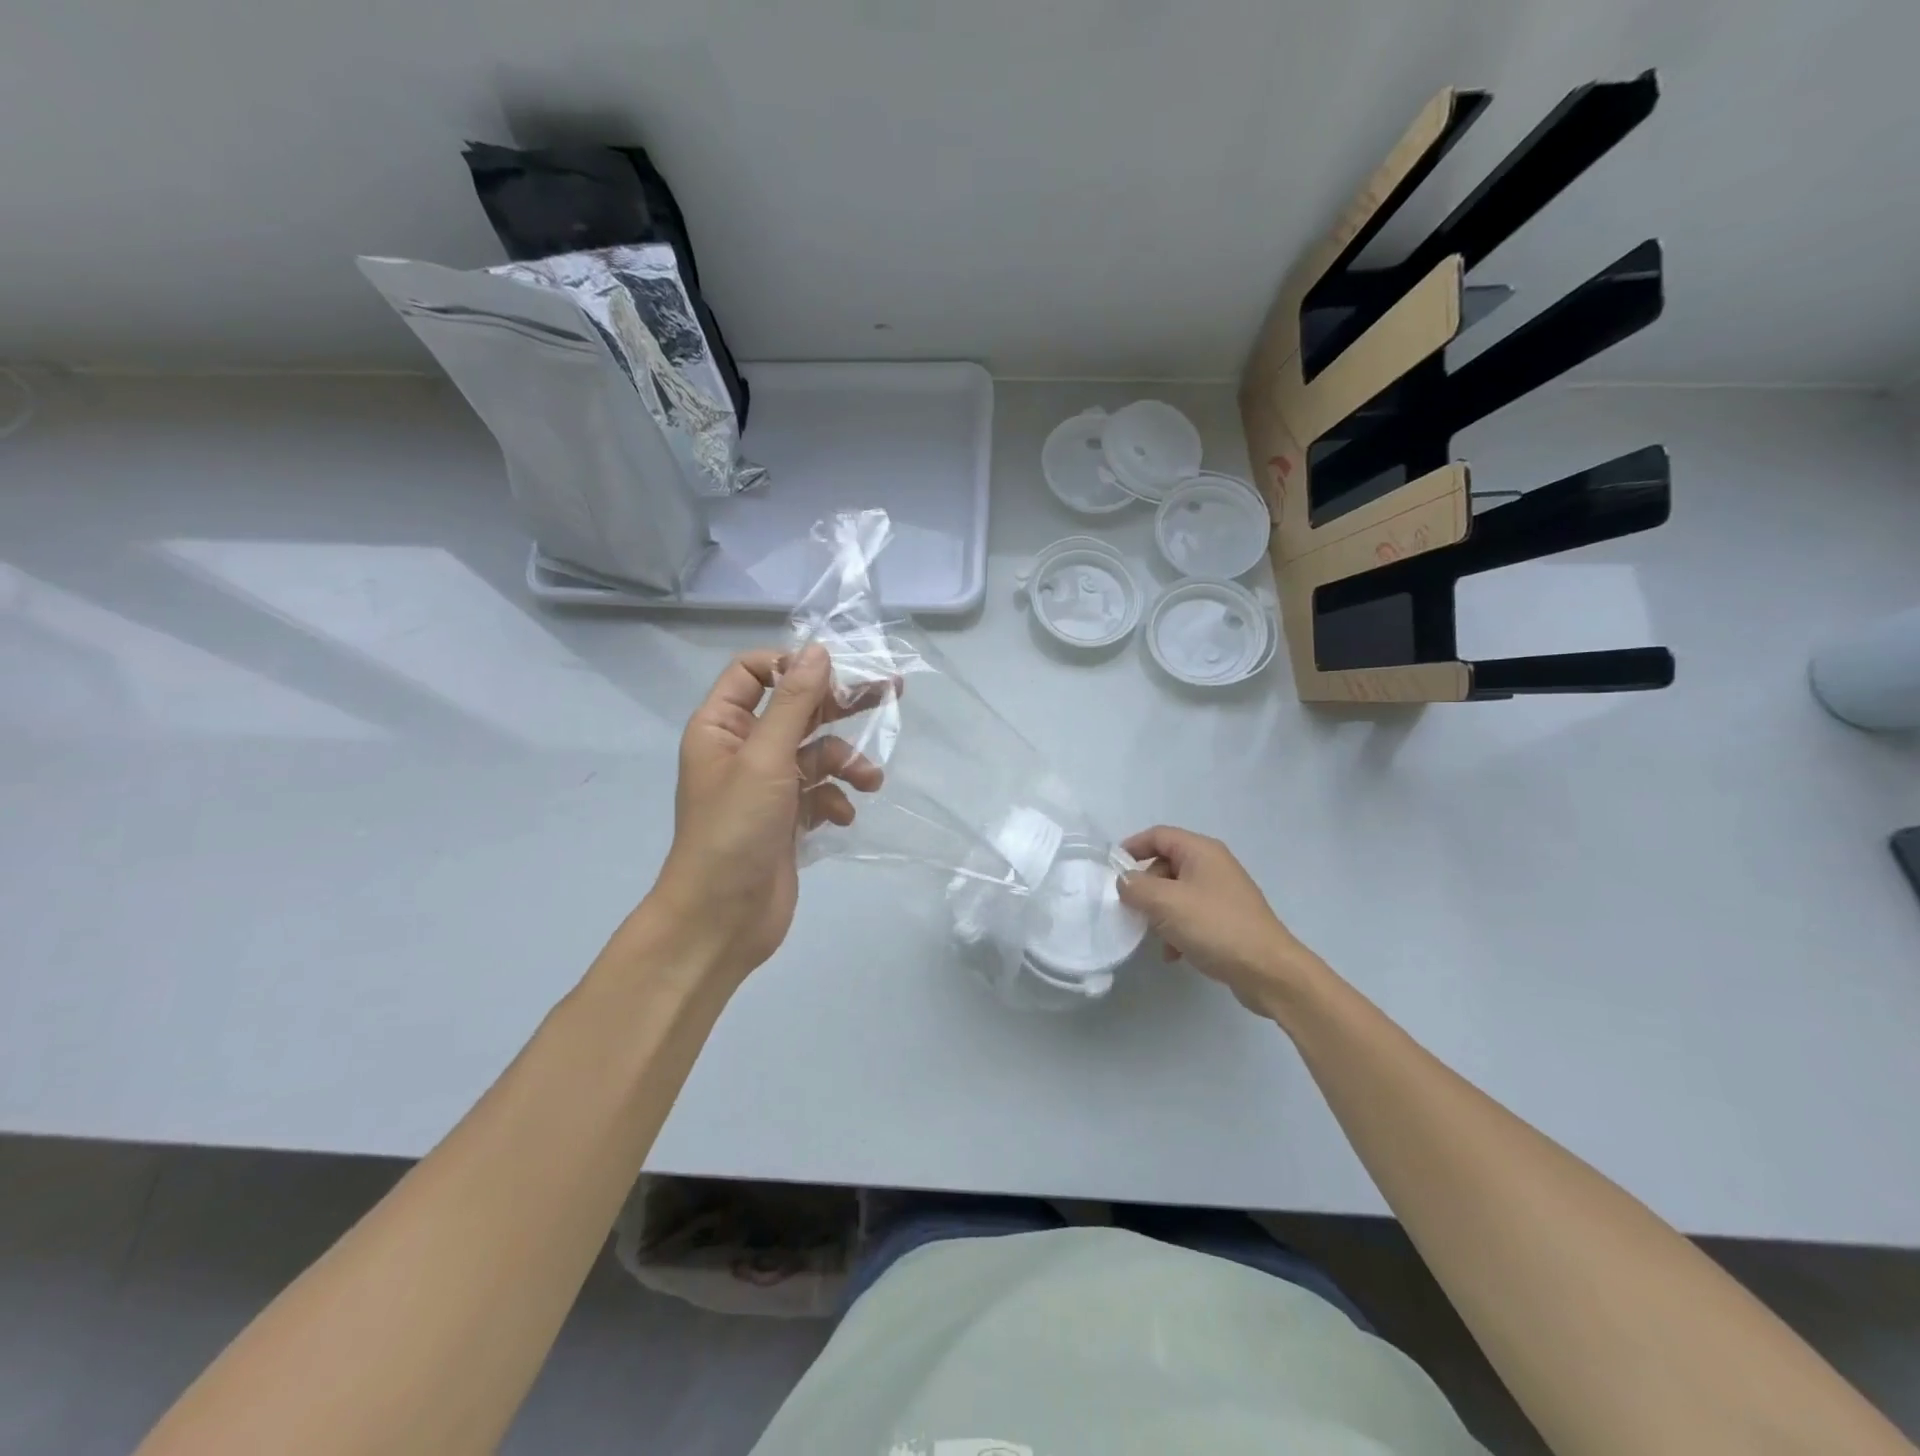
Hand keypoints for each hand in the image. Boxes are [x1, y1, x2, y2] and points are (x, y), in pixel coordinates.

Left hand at [629, 645, 881, 988]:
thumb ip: (793, 703)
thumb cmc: (735, 830)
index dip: (793, 665)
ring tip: (870, 781)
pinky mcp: (787, 819)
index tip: (836, 672)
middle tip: (891, 691)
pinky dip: (836, 800)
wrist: (722, 920)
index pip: (753, 671)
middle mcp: (743, 749)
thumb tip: (818, 650)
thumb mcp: (765, 758)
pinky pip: (820, 792)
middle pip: (796, 709)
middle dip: (840, 705)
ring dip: (846, 763)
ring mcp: (767, 786)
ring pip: (816, 754)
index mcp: (721, 726)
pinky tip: (842, 817)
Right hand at [1116, 826, 1325, 1016]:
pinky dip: (1176, 930)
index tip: (1110, 869)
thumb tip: (1124, 881)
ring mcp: (1221, 894)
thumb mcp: (1167, 903)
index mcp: (1201, 851)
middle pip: (1165, 865)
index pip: (1158, 835)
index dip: (1132, 847)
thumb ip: (1136, 888)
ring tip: (1153, 936)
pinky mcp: (1226, 920)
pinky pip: (1190, 915)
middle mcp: (1213, 866)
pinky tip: (1173, 954)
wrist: (1268, 971)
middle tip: (1132, 909)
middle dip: (1145, 887)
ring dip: (1159, 913)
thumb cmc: (1216, 927)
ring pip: (1176, 893)